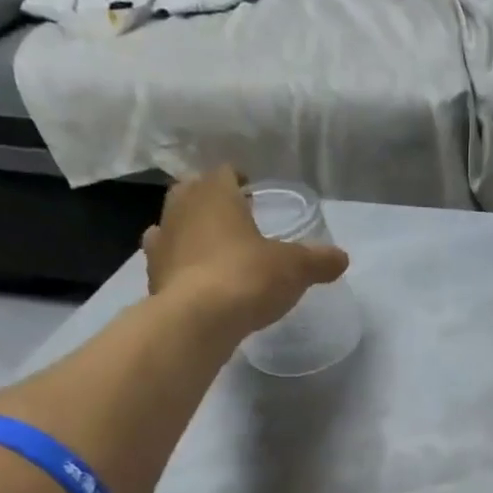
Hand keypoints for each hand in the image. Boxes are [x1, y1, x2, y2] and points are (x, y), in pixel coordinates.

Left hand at [142, 166, 348, 335]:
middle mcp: (182, 208)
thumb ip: (318, 260)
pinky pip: (166, 258)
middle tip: (234, 218)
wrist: (197, 320)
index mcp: (215, 194)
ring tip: (213, 246)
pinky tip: (193, 274)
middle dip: (211, 200)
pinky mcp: (152, 274)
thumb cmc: (248, 277)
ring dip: (190, 229)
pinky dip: (178, 261)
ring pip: (174, 222)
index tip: (252, 191)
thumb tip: (341, 258)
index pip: (224, 172)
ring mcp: (162, 240)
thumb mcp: (295, 268)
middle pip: (193, 191)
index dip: (239, 179)